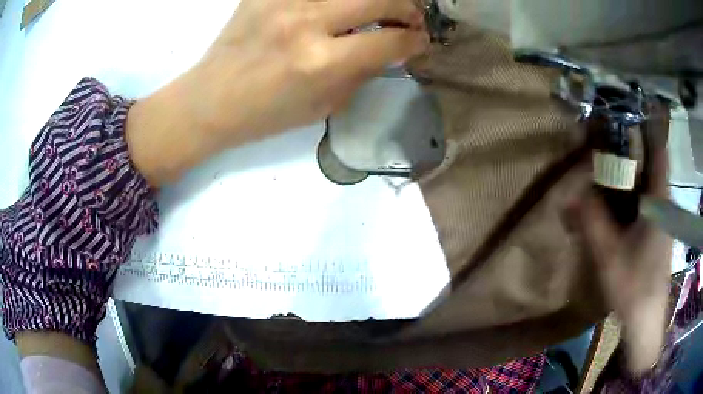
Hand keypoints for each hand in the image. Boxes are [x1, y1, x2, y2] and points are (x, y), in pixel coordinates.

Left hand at [127, 0, 428, 186]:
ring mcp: (283, 1)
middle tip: (410, 17)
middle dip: (407, 8)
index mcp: (320, 62)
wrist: (211, 99)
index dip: (415, 40)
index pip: (390, 40)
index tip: (420, 41)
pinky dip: (336, 0)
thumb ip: (363, 73)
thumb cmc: (266, 113)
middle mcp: (305, 22)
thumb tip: (393, 48)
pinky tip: (339, 9)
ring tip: (380, 8)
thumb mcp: (323, 105)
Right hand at [571, 113, 671, 374]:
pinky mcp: (656, 231)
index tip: (631, 104)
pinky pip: (644, 200)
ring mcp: (661, 218)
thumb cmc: (634, 286)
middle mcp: (663, 203)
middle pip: (650, 163)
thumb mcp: (609, 254)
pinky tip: (617, 199)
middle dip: (631, 145)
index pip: (659, 150)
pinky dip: (631, 191)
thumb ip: (591, 221)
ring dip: (630, 169)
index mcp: (659, 200)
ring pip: (647, 182)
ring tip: (607, 160)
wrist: (646, 320)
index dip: (648, 124)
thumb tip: (568, 193)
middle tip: (606, 132)